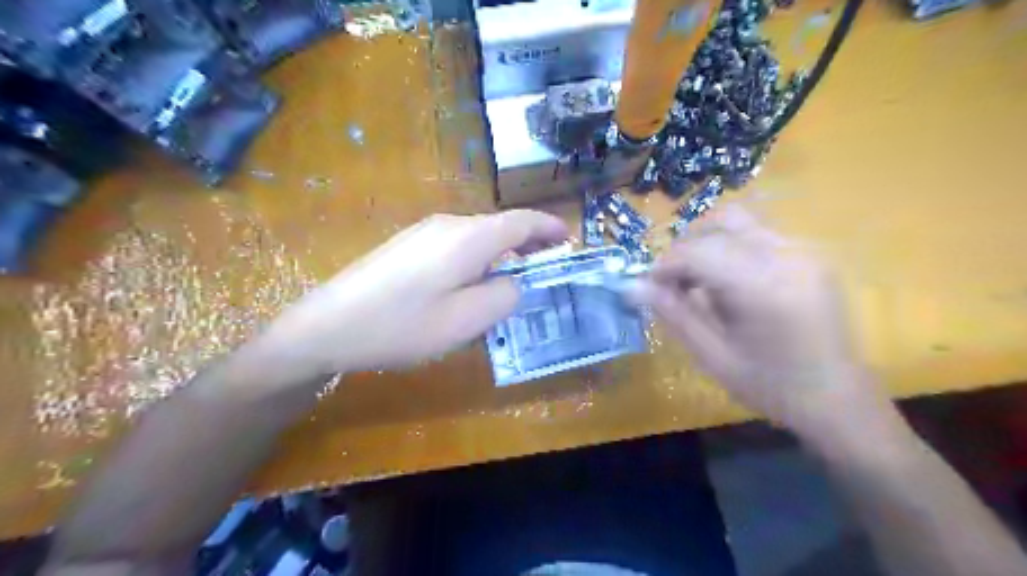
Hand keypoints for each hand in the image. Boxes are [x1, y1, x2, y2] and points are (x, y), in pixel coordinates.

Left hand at [250, 209, 569, 380]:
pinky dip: (478, 256)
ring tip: (515, 276)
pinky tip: (472, 282)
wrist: (328, 326)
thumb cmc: (401, 326)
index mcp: (467, 238)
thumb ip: (503, 297)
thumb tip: (513, 281)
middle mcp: (448, 225)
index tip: (569, 238)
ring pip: (477, 236)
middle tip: (548, 263)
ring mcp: (423, 232)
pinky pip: (456, 244)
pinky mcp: (407, 245)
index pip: (521, 221)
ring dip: (502, 251)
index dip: (549, 227)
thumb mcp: (465, 321)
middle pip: (500, 226)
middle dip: (528, 241)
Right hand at [636, 205, 882, 434]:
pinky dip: (729, 247)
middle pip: (717, 225)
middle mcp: (787, 255)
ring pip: (737, 221)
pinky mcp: (810, 253)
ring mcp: (803, 250)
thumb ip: (673, 314)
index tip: (649, 288)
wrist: (838, 399)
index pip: (698, 251)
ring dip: (706, 243)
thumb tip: (631, 286)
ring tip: (697, 280)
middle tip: (672, 285)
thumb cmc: (771, 386)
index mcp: (764, 287)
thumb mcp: (712, 356)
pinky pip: (757, 233)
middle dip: (684, 250)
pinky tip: (727, 281)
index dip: (665, 265)